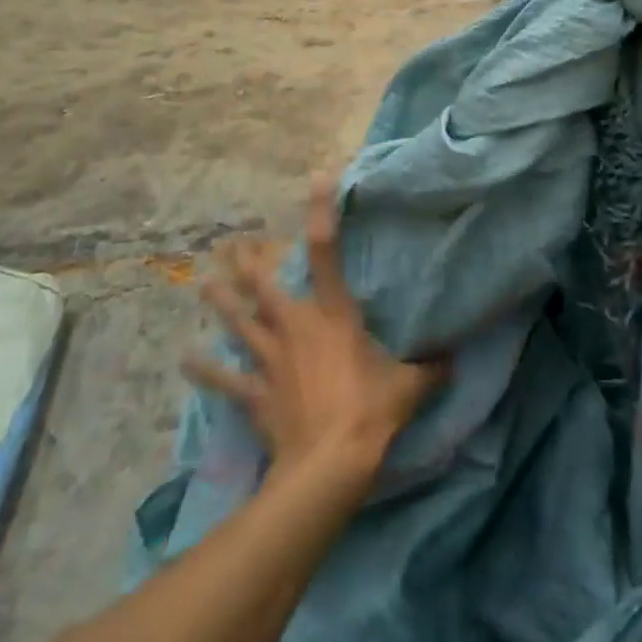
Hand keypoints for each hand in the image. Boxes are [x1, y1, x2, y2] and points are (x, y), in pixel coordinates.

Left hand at [185, 177, 445, 483]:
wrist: (329, 463)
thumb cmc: (370, 412)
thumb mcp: (410, 386)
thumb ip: (431, 368)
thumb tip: (455, 359)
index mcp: (333, 314)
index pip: (326, 251)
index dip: (321, 211)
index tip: (317, 178)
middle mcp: (295, 327)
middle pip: (264, 285)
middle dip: (248, 261)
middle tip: (233, 241)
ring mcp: (270, 359)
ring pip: (239, 322)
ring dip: (221, 303)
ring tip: (203, 283)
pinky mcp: (256, 393)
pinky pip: (226, 380)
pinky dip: (206, 370)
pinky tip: (186, 358)